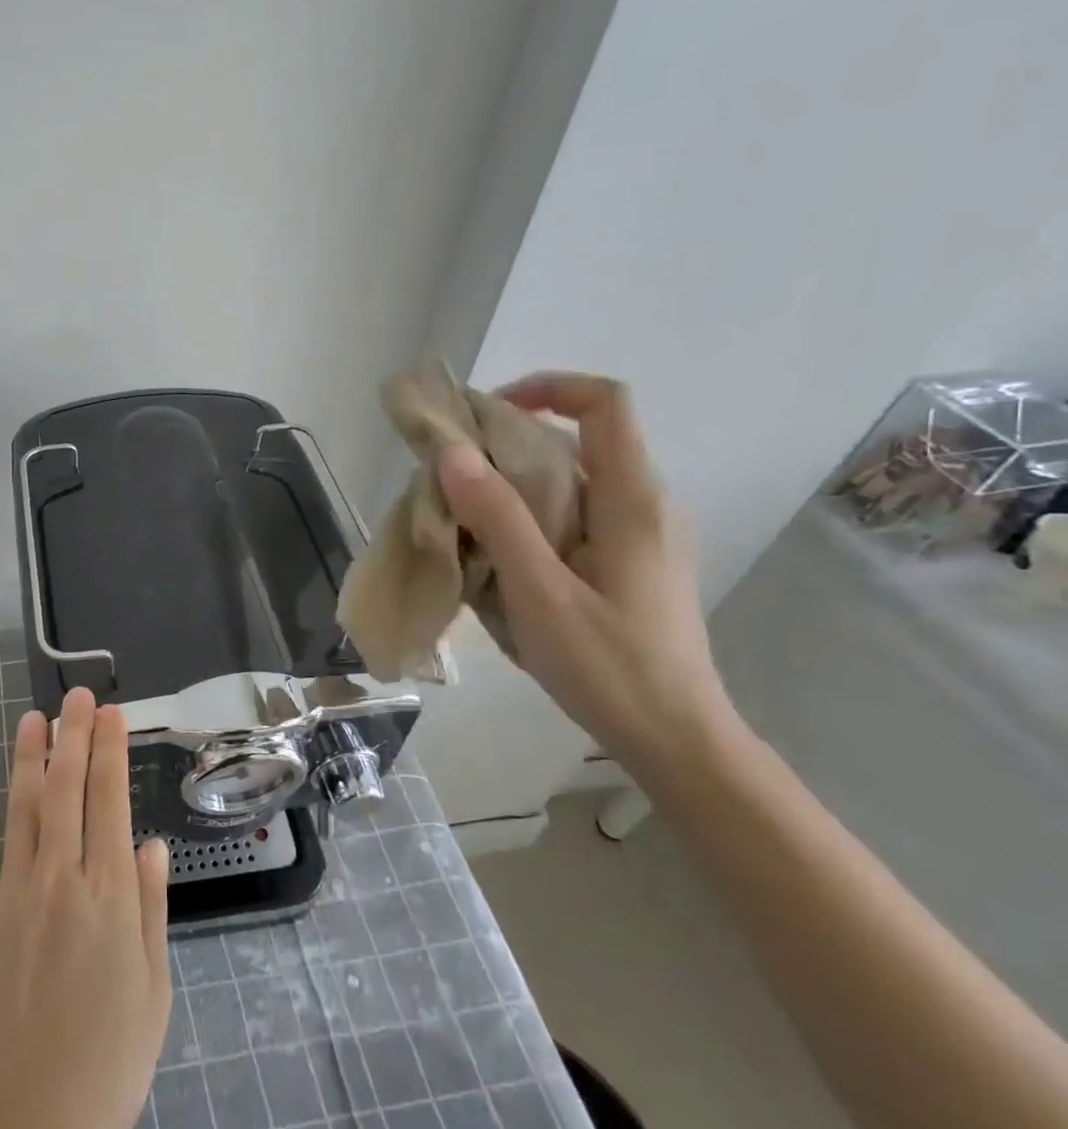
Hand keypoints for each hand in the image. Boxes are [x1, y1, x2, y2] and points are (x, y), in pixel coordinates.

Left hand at [0, 689, 172, 1128]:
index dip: (109, 749)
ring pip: (21, 812)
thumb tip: (151, 844)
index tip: (109, 712)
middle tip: (74, 695)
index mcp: (108, 893)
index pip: (109, 800)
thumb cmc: (108, 1060)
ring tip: (31, 720)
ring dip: (26, 762)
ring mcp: (12, 897)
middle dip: (71, 736)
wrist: (28, 1124)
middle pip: (65, 791)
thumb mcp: (153, 989)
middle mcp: (59, 880)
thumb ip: (150, 909)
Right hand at [437, 372, 739, 780]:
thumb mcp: (539, 591)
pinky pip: (576, 513)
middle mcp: (646, 504)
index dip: (547, 387)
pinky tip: (500, 555)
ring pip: (573, 479)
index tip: (485, 413)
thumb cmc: (608, 666)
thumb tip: (452, 452)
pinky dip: (532, 514)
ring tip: (464, 517)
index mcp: (633, 500)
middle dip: (510, 443)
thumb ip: (498, 518)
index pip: (605, 403)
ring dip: (516, 484)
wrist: (676, 741)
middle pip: (579, 439)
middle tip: (452, 474)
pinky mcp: (632, 561)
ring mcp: (643, 534)